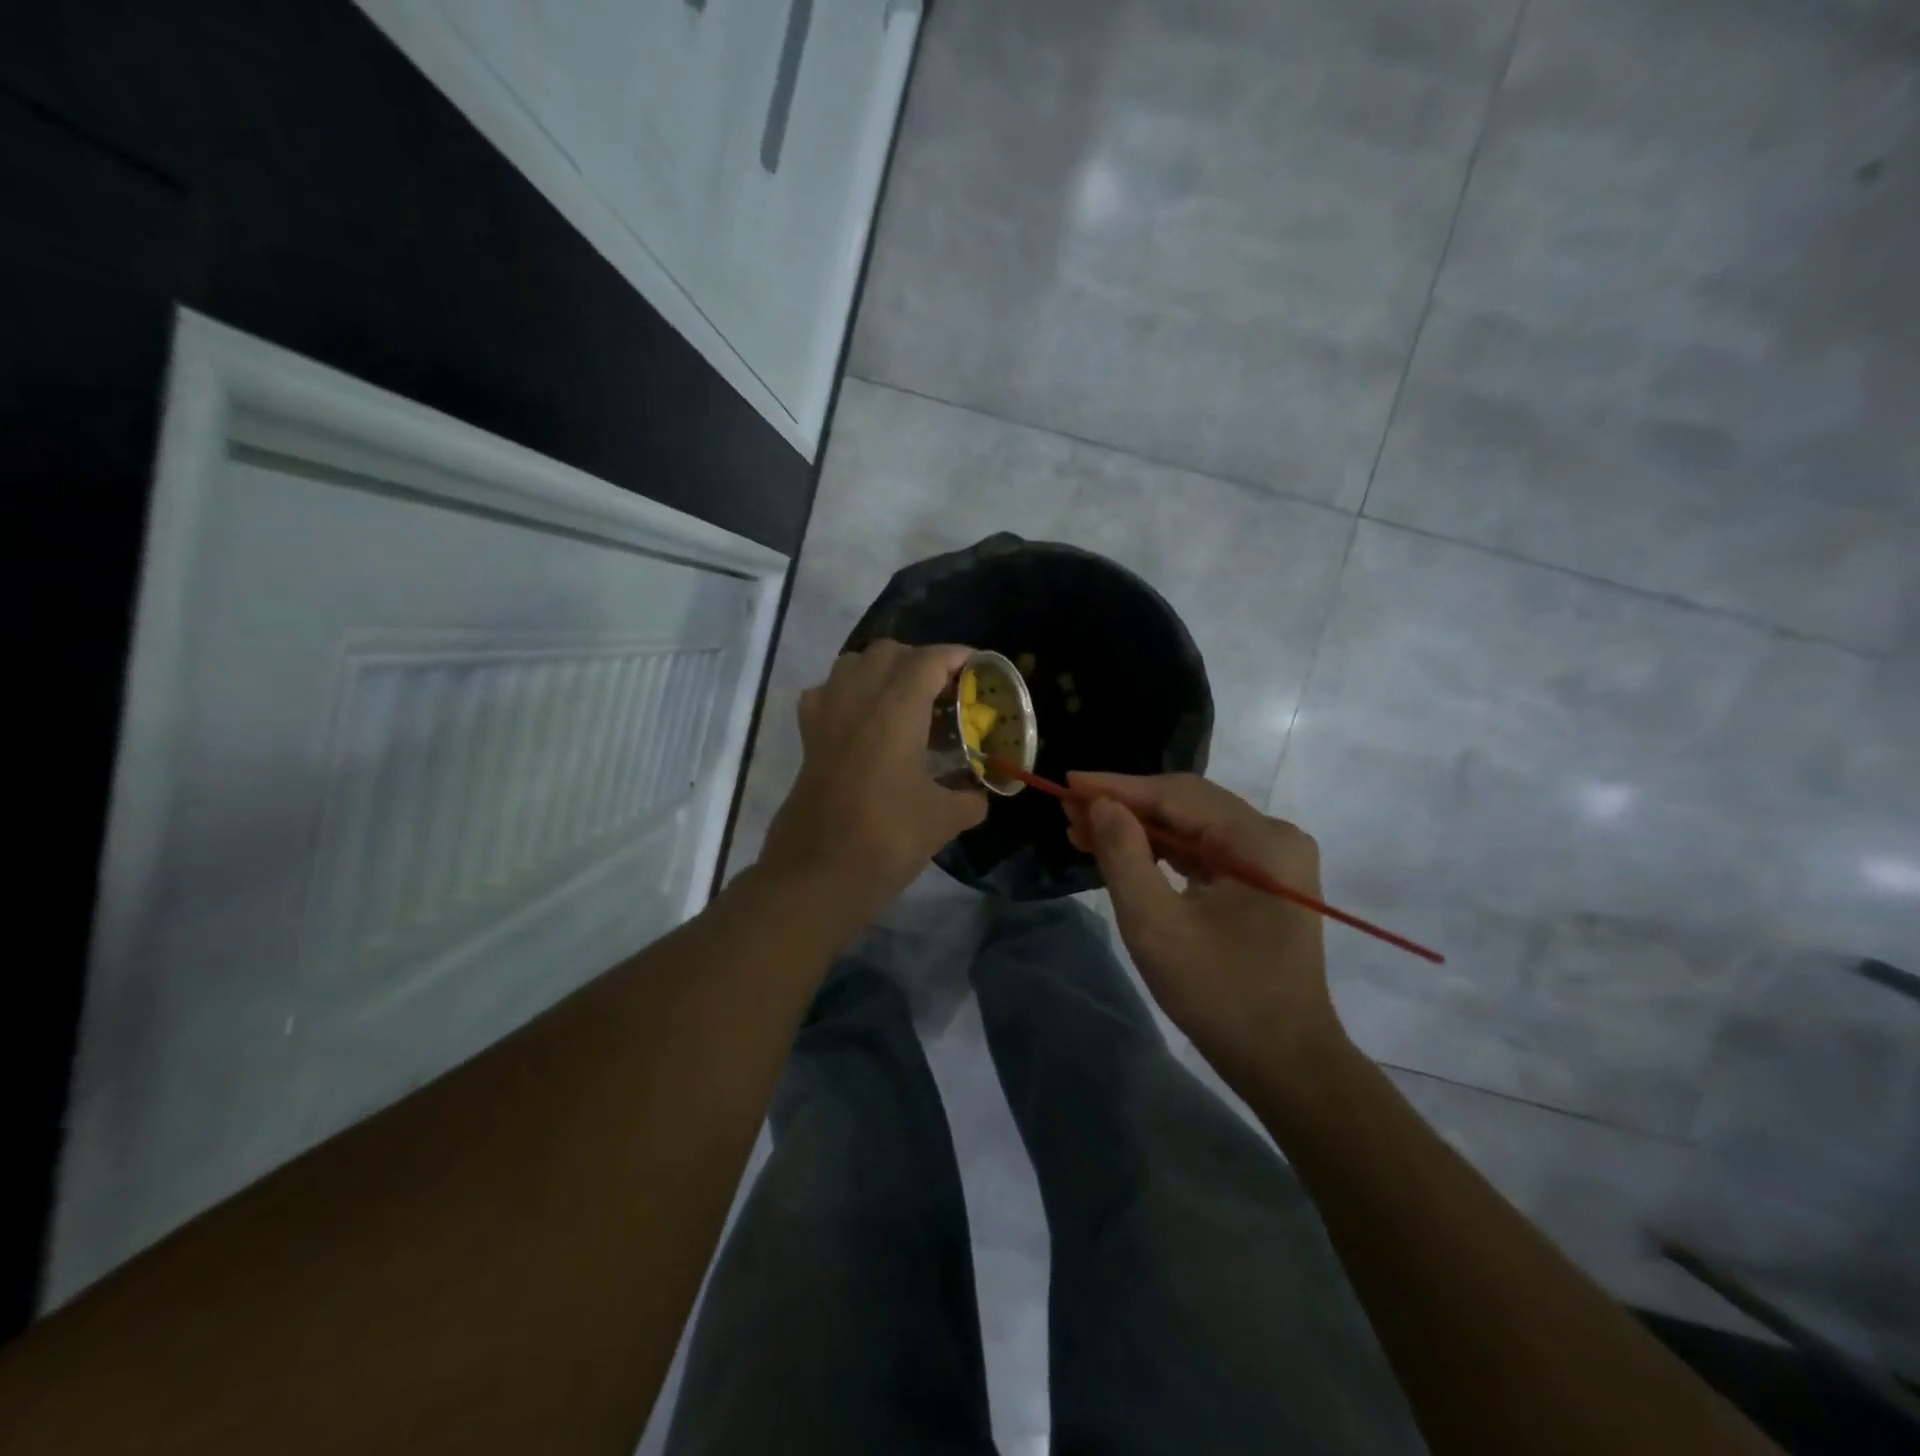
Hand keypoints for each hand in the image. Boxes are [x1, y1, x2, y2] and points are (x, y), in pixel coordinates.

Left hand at [759, 640, 986, 921]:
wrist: (818, 874)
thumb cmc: (887, 839)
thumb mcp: (944, 820)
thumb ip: (970, 797)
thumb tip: (980, 792)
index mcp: (895, 710)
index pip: (928, 660)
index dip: (958, 656)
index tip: (979, 667)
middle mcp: (857, 699)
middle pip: (889, 652)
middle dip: (921, 661)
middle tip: (946, 690)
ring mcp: (826, 715)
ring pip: (853, 663)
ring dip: (883, 670)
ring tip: (907, 700)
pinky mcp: (807, 737)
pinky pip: (827, 692)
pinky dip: (849, 692)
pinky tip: (864, 721)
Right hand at [1064, 772, 1345, 1089]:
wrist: (1285, 1062)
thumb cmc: (1219, 995)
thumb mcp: (1156, 925)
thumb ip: (1124, 856)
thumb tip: (1100, 804)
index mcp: (1260, 841)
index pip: (1177, 795)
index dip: (1117, 787)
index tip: (1066, 783)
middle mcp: (1274, 836)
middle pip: (1187, 804)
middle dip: (1126, 806)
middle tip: (1069, 810)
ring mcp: (1274, 859)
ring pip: (1194, 826)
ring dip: (1141, 827)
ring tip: (1085, 830)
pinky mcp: (1265, 880)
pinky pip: (1206, 850)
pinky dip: (1164, 850)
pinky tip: (1126, 852)